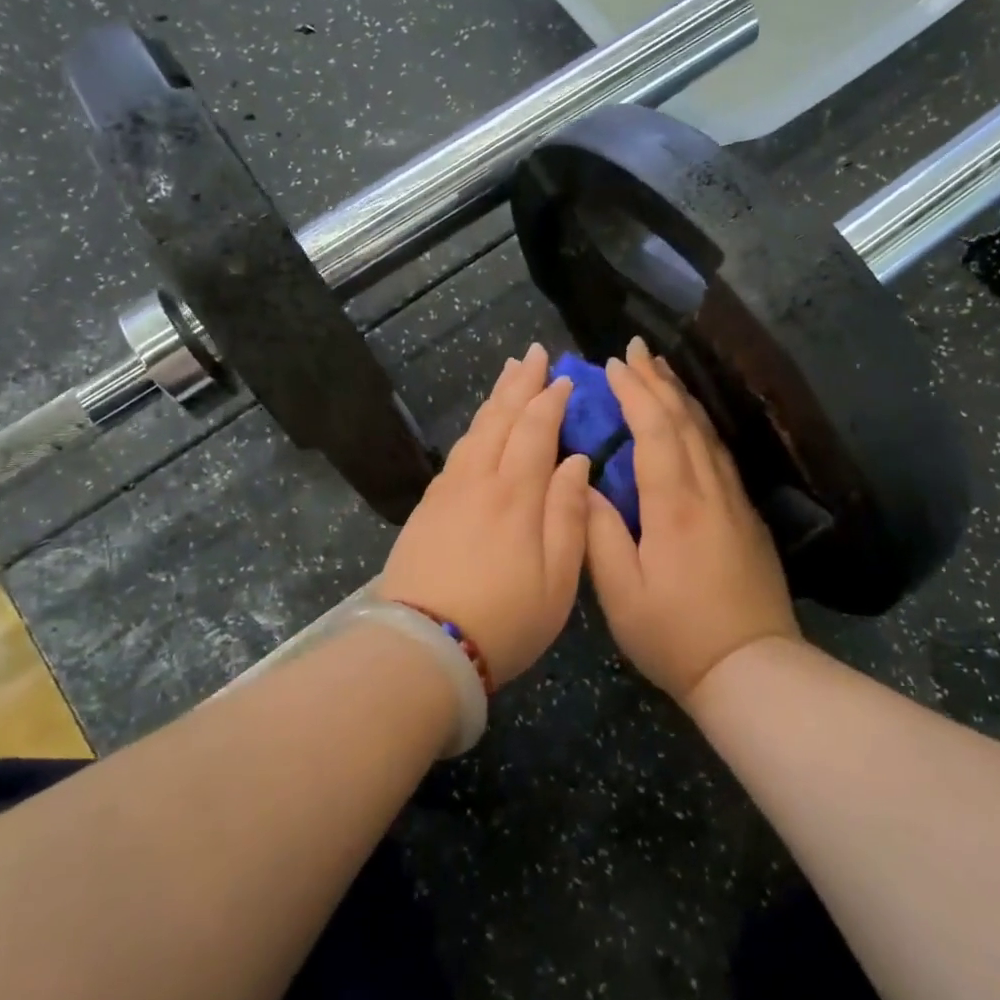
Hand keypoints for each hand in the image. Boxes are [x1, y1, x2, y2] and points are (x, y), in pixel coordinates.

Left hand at [380, 343, 591, 685]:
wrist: (423, 647)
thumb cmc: (505, 620)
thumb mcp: (558, 579)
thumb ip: (569, 514)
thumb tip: (576, 460)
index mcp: (517, 494)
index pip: (536, 430)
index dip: (552, 401)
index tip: (565, 377)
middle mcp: (480, 480)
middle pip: (501, 419)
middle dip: (520, 383)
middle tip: (533, 352)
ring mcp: (448, 491)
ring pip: (475, 431)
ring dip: (495, 399)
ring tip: (508, 374)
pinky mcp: (427, 507)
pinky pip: (457, 452)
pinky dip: (474, 428)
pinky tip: (479, 428)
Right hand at [584, 337, 800, 702]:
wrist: (752, 668)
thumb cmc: (676, 635)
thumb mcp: (622, 593)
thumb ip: (598, 532)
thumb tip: (584, 482)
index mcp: (674, 505)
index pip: (655, 429)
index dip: (634, 392)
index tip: (613, 364)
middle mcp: (709, 491)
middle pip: (685, 420)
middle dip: (658, 380)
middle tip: (636, 348)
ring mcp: (734, 502)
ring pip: (707, 433)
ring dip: (682, 397)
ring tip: (660, 371)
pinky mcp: (746, 517)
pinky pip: (719, 454)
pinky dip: (699, 426)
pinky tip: (690, 423)